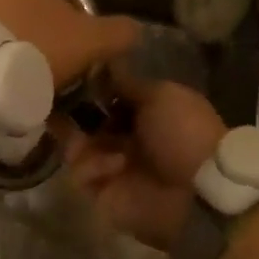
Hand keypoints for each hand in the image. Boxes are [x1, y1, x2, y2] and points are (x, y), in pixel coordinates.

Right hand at [67, 69, 226, 249]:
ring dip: (77, 139)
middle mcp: (127, 138)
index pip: (106, 98)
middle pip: (86, 122)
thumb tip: (105, 63)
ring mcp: (114, 167)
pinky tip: (115, 165)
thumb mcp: (160, 96)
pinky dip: (93, 167)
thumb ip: (128, 84)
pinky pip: (81, 176)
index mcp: (144, 114)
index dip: (89, 89)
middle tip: (60, 105)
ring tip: (79, 135)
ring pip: (76, 148)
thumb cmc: (184, 132)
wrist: (198, 190)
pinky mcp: (104, 194)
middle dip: (74, 114)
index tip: (71, 77)